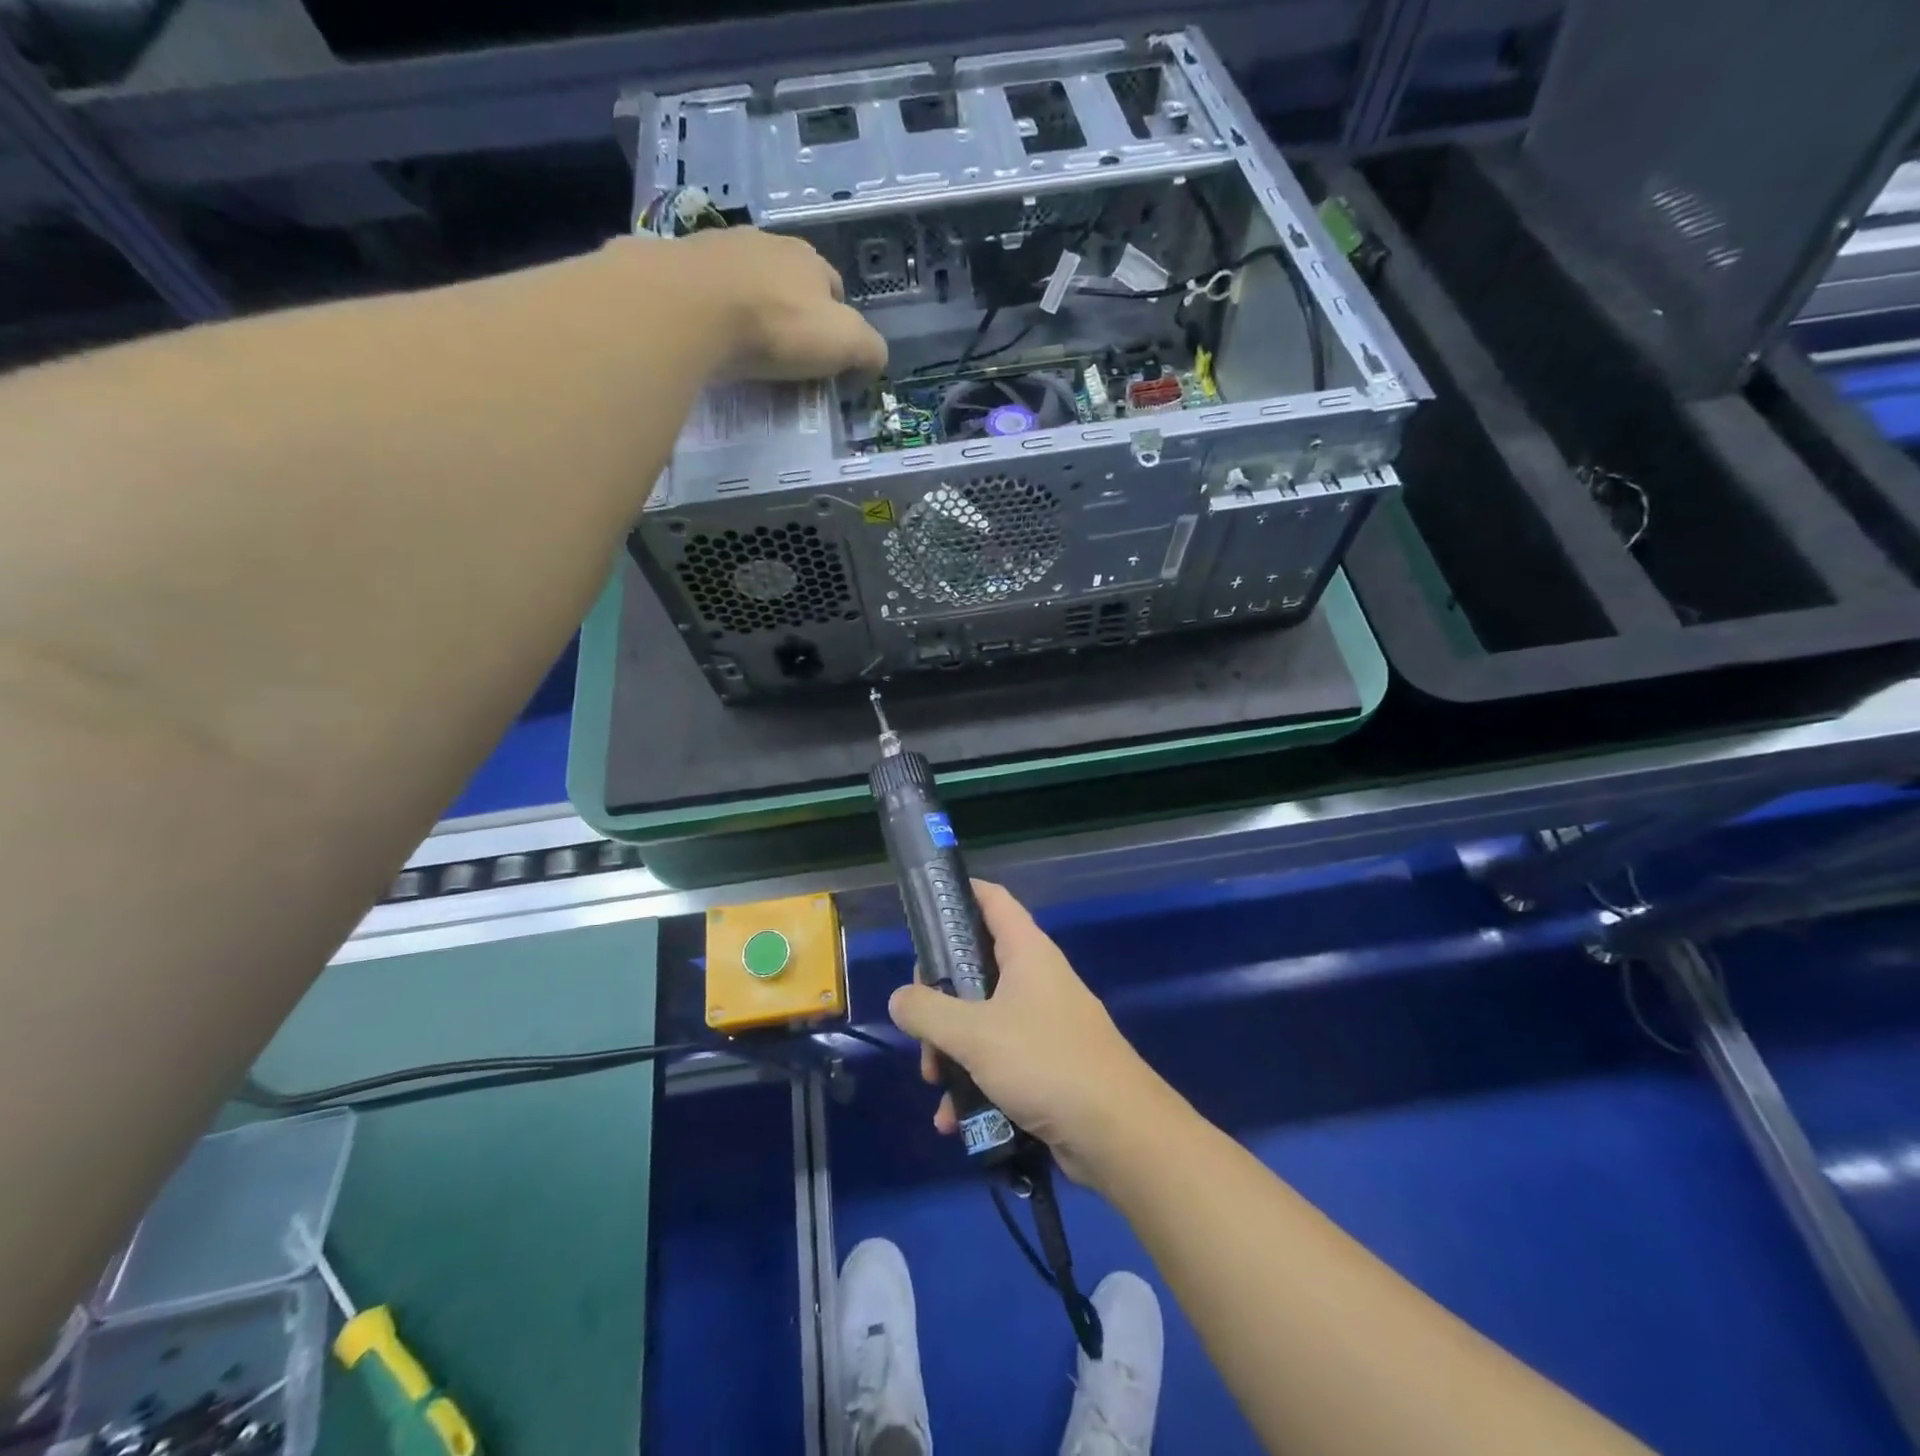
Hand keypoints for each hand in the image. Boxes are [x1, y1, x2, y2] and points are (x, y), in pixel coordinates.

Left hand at [623, 228, 886, 380]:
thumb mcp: (845, 343)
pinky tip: (714, 340)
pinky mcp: (681, 265)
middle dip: (793, 315)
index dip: (837, 325)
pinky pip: (709, 294)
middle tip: (788, 357)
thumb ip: (870, 350)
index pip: (835, 290)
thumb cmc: (779, 325)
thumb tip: (874, 360)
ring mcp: (720, 249)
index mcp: (811, 260)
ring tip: (747, 350)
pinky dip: (715, 314)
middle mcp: (768, 244)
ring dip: (752, 310)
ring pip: (748, 284)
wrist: (692, 306)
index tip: (828, 360)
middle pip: (790, 283)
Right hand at [887, 881, 1178, 1185]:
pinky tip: (955, 1119)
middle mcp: (1037, 979)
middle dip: (940, 998)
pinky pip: (1000, 1060)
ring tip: (936, 1083)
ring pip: (983, 1019)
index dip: (959, 894)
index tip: (924, 908)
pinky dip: (975, 1081)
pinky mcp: (1048, 1064)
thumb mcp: (975, 1034)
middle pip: (976, 966)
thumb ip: (928, 1012)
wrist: (1119, 1133)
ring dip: (952, 1048)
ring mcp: (1044, 1022)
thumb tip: (900, 998)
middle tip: (919, 1025)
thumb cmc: (1045, 1062)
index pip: (992, 900)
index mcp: (1027, 952)